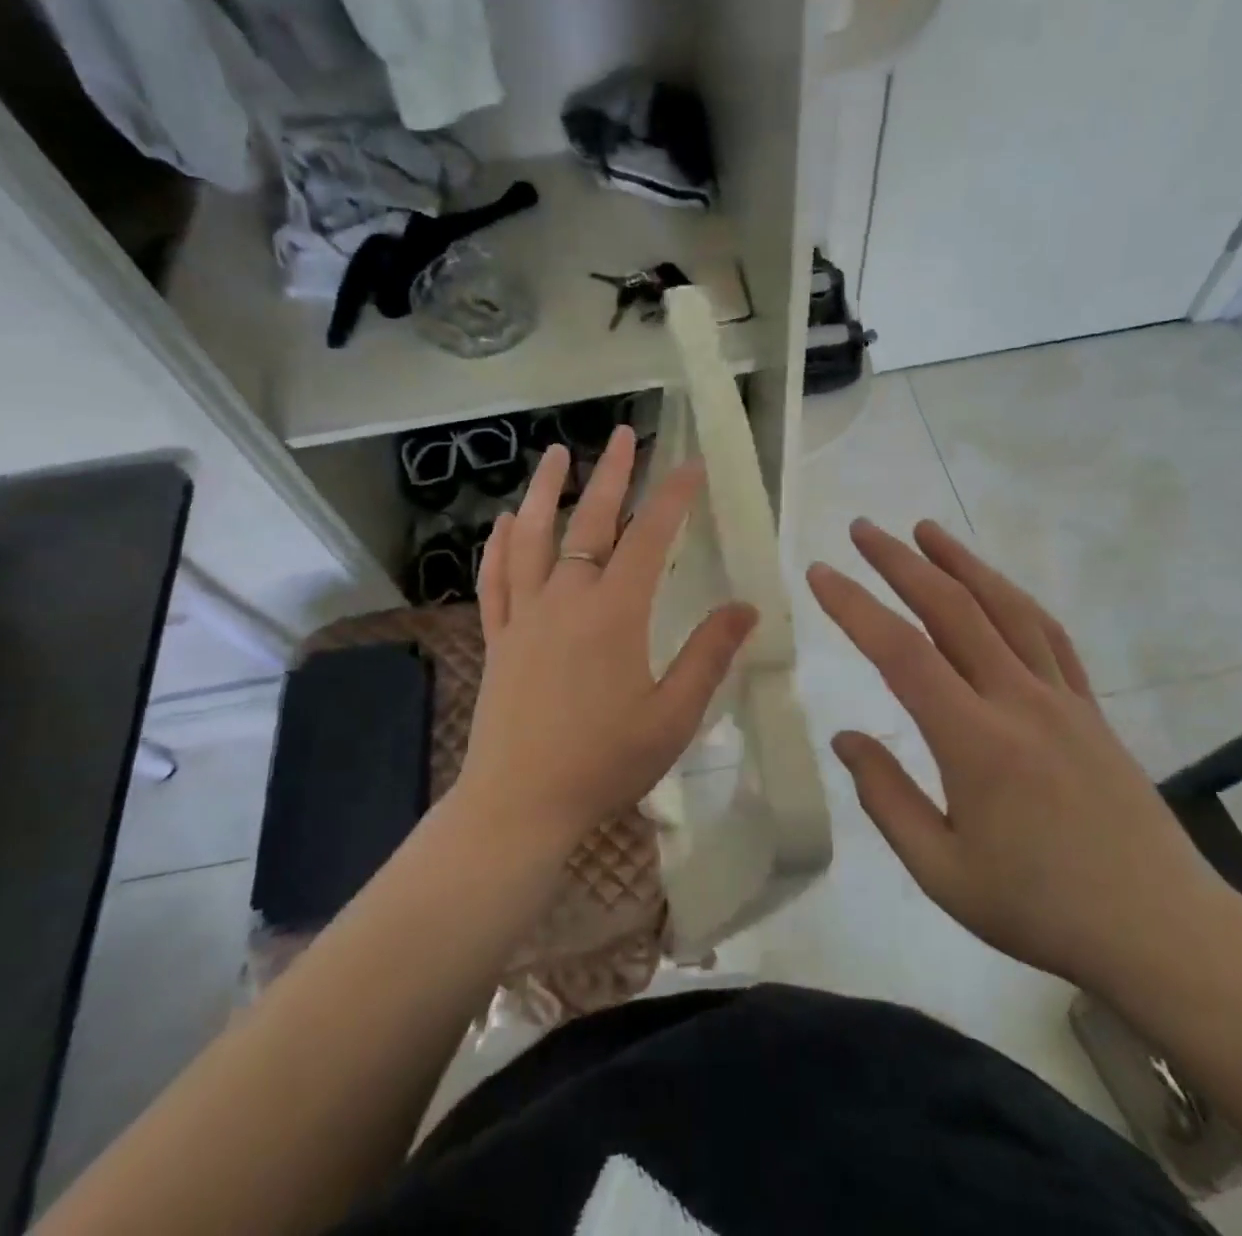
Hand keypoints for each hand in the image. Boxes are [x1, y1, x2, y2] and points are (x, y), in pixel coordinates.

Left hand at [457, 426, 758, 853]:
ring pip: (532, 538)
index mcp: (614, 615)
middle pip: (590, 523)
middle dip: (612, 475)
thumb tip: (746, 607)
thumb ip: (709, 655)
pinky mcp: (498, 638)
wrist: (520, 804)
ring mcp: (524, 616)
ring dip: (545, 491)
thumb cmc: (603, 763)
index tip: (693, 464)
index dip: (674, 497)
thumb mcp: (673, 716)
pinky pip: (495, 579)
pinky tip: (503, 522)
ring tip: (556, 455)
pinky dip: (499, 545)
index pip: (649, 538)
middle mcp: (566, 600)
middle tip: (625, 435)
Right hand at [805, 519, 1232, 992]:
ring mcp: (1061, 698)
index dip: (855, 606)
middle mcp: (1018, 701)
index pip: (902, 653)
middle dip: (900, 562)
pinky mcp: (1090, 707)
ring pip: (1005, 608)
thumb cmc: (1041, 909)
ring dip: (960, 562)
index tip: (820, 574)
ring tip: (925, 529)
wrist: (1163, 933)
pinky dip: (1013, 598)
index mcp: (975, 742)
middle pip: (952, 609)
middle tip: (863, 529)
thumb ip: (887, 799)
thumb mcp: (943, 872)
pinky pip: (1048, 634)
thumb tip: (846, 738)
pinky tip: (994, 585)